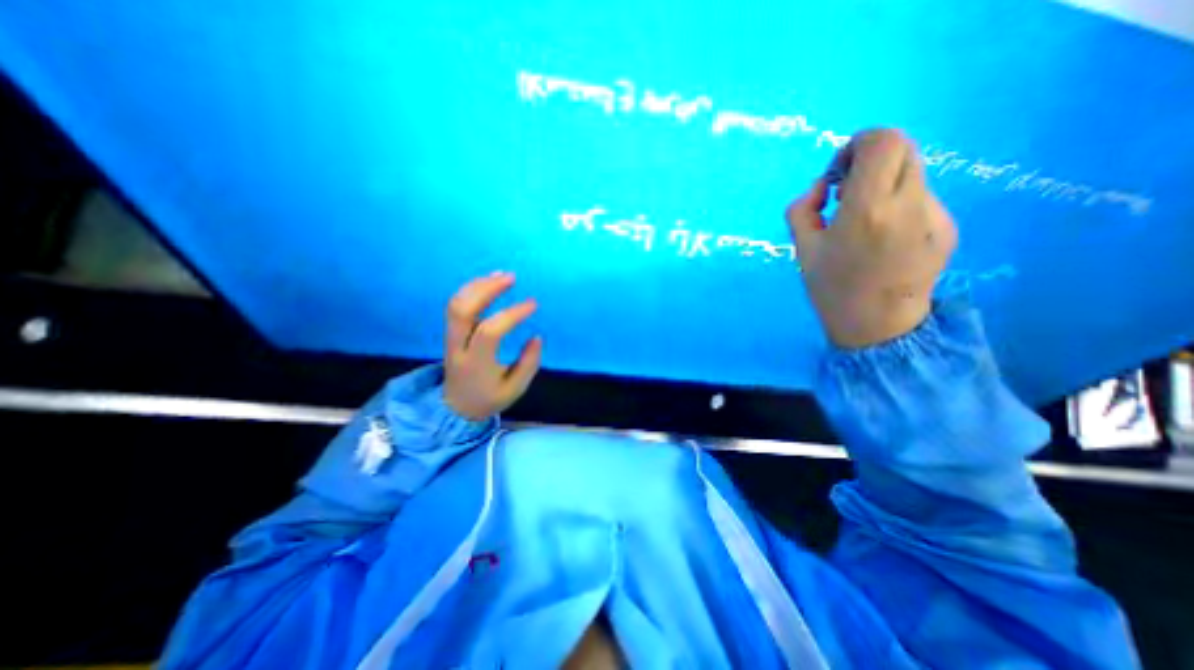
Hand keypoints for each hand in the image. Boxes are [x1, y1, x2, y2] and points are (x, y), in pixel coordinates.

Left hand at [441, 271, 544, 419]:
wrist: (456, 407)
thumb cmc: (489, 398)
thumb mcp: (514, 389)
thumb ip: (528, 364)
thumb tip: (537, 337)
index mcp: (475, 363)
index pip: (489, 331)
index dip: (512, 315)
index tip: (533, 305)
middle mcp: (458, 346)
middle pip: (463, 310)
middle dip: (486, 289)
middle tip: (511, 277)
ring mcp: (451, 338)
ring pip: (456, 304)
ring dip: (478, 286)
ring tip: (501, 275)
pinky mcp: (452, 332)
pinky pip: (457, 305)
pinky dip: (472, 290)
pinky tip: (488, 282)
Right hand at [787, 128, 957, 347]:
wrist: (877, 326)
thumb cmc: (831, 288)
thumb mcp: (802, 248)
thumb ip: (803, 208)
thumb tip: (824, 189)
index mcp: (867, 209)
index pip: (881, 141)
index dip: (856, 145)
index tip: (838, 173)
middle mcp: (909, 204)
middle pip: (903, 148)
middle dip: (869, 160)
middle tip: (846, 192)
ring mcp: (936, 215)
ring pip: (912, 172)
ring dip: (883, 182)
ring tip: (862, 219)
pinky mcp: (948, 227)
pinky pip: (919, 197)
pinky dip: (897, 203)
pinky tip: (883, 237)